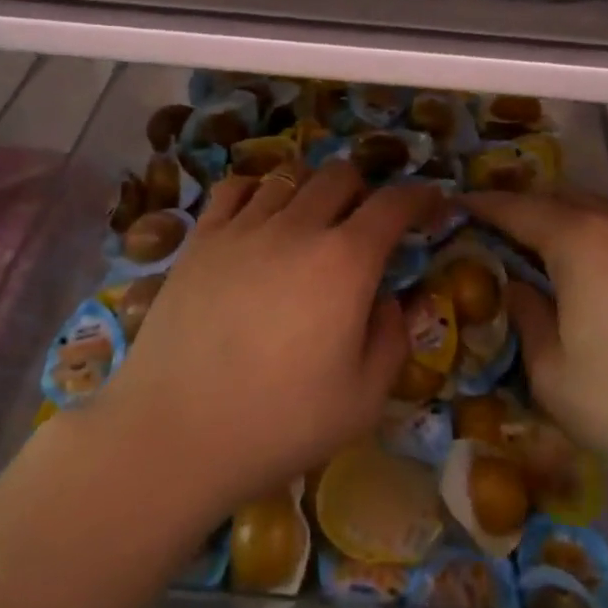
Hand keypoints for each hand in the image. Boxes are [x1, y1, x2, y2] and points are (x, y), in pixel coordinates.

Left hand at [91, 160, 437, 519]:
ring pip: (288, 176)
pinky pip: (234, 189)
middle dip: (364, 189)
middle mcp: (297, 227)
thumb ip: (393, 339)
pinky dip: (257, 191)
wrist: (176, 433)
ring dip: (312, 190)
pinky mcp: (200, 239)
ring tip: (311, 221)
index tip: (431, 202)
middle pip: (340, 174)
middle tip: (365, 223)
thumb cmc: (280, 423)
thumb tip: (394, 299)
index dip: (419, 196)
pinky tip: (258, 216)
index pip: (393, 204)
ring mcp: (243, 228)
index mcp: (345, 262)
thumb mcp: (363, 399)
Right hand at [466, 175, 607, 520]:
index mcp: (577, 241)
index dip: (484, 207)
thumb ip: (528, 317)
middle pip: (561, 199)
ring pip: (606, 202)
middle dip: (526, 208)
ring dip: (572, 209)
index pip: (517, 210)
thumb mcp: (552, 373)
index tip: (459, 205)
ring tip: (554, 228)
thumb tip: (520, 287)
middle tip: (500, 228)